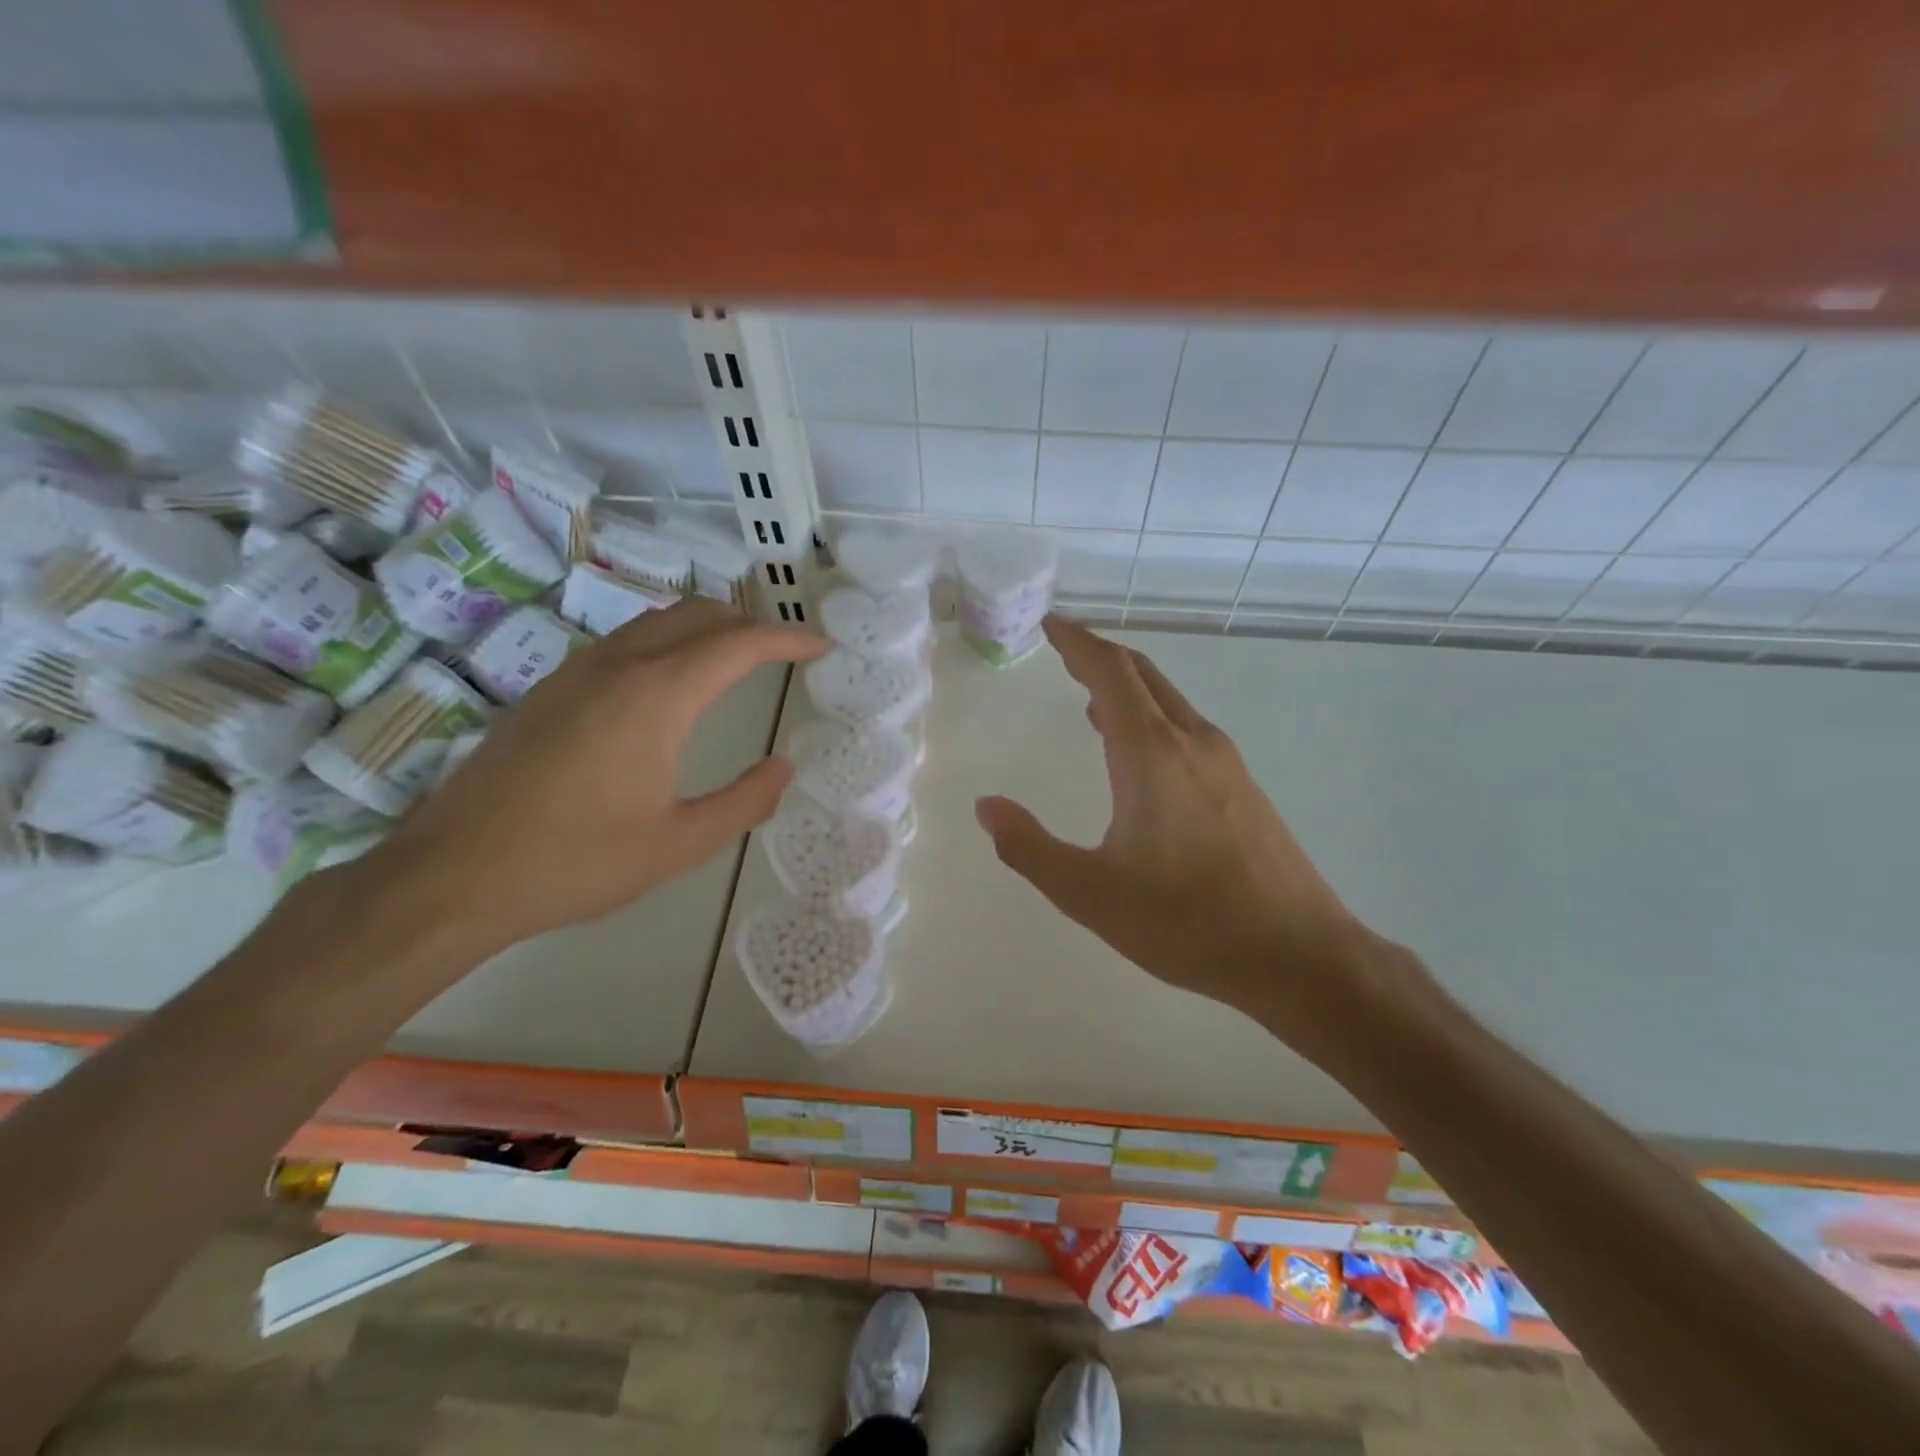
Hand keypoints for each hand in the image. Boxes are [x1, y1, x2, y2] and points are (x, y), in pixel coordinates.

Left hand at [365, 598, 822, 953]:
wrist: (453, 875)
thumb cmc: (577, 861)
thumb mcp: (680, 844)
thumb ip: (745, 801)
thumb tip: (783, 767)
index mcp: (657, 695)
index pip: (739, 642)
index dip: (788, 638)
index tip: (819, 647)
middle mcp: (618, 664)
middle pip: (698, 613)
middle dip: (750, 622)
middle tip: (784, 652)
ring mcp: (576, 670)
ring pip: (657, 620)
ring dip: (707, 627)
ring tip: (737, 659)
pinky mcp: (550, 688)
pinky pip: (625, 640)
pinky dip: (668, 641)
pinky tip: (671, 683)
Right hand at [974, 617, 1404, 1053]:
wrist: (1299, 956)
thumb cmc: (1188, 922)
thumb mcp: (1090, 893)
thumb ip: (1030, 848)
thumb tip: (986, 807)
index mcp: (1152, 755)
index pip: (1110, 673)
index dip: (1078, 642)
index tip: (1051, 623)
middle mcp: (1192, 742)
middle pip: (1143, 675)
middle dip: (1100, 655)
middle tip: (1064, 650)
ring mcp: (1226, 762)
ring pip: (1169, 701)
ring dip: (1128, 688)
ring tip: (1091, 700)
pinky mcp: (1244, 787)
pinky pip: (1187, 729)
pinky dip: (1152, 717)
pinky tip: (1139, 753)